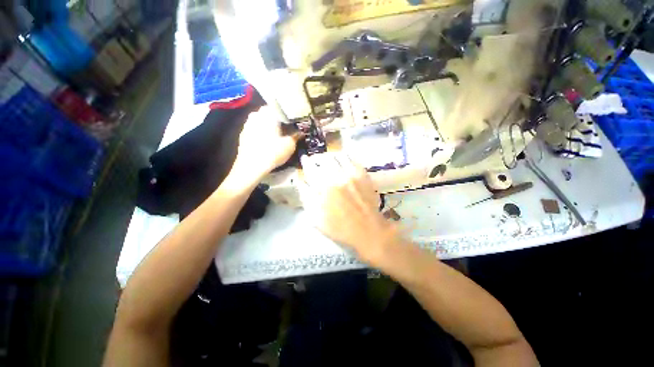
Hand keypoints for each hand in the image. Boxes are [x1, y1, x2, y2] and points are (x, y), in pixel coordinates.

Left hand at [231, 106, 300, 182]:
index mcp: (268, 114)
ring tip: (276, 134)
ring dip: (267, 125)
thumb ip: (296, 136)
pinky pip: (254, 129)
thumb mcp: (290, 145)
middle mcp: (256, 115)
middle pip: (267, 113)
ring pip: (260, 121)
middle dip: (275, 118)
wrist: (252, 166)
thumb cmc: (273, 152)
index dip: (285, 112)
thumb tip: (301, 132)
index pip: (277, 106)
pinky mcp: (243, 135)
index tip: (291, 118)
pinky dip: (260, 133)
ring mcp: (247, 125)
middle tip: (285, 127)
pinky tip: (266, 141)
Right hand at [300, 152, 401, 264]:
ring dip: (330, 156)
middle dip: (317, 157)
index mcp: (323, 187)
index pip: (311, 167)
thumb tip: (301, 180)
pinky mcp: (363, 174)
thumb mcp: (316, 218)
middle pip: (324, 158)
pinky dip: (344, 157)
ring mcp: (352, 173)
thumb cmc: (339, 227)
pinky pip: (351, 159)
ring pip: (337, 156)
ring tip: (327, 159)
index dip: (306, 161)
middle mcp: (337, 176)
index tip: (304, 159)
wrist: (367, 229)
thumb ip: (306, 197)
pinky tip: (341, 160)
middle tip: (316, 160)